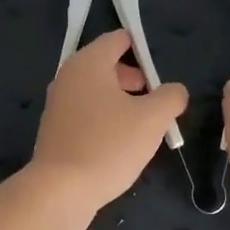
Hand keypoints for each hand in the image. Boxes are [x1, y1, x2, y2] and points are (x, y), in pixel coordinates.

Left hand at [27, 29, 186, 223]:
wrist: (60, 190)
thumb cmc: (108, 145)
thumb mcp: (152, 119)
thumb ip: (170, 97)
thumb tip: (175, 90)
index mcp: (89, 63)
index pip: (117, 39)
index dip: (142, 47)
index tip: (162, 68)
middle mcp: (68, 76)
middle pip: (106, 64)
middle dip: (133, 77)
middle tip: (155, 98)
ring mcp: (57, 103)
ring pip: (95, 90)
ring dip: (120, 100)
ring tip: (142, 123)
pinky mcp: (54, 129)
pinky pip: (85, 112)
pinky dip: (103, 118)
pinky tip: (119, 143)